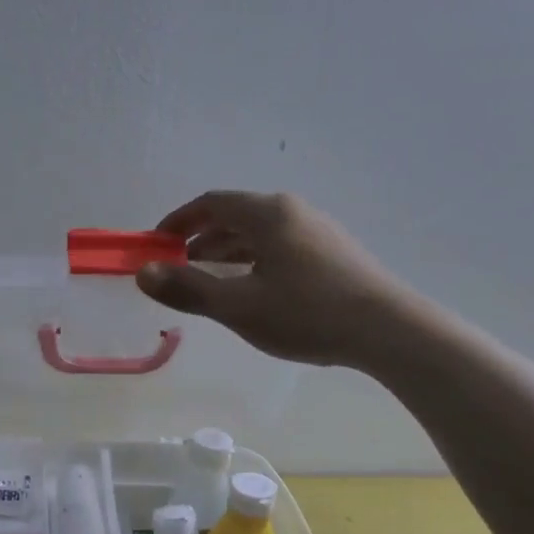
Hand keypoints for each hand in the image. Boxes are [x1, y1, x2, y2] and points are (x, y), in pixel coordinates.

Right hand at [138, 191, 397, 368]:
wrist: (390, 331)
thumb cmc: (307, 313)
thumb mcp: (238, 306)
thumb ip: (187, 289)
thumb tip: (143, 273)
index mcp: (268, 213)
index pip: (211, 203)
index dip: (177, 222)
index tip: (156, 245)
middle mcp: (293, 211)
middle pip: (235, 216)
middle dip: (200, 239)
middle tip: (178, 268)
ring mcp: (318, 230)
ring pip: (259, 233)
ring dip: (227, 252)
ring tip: (209, 281)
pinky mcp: (334, 253)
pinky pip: (280, 247)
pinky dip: (254, 260)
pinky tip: (254, 290)